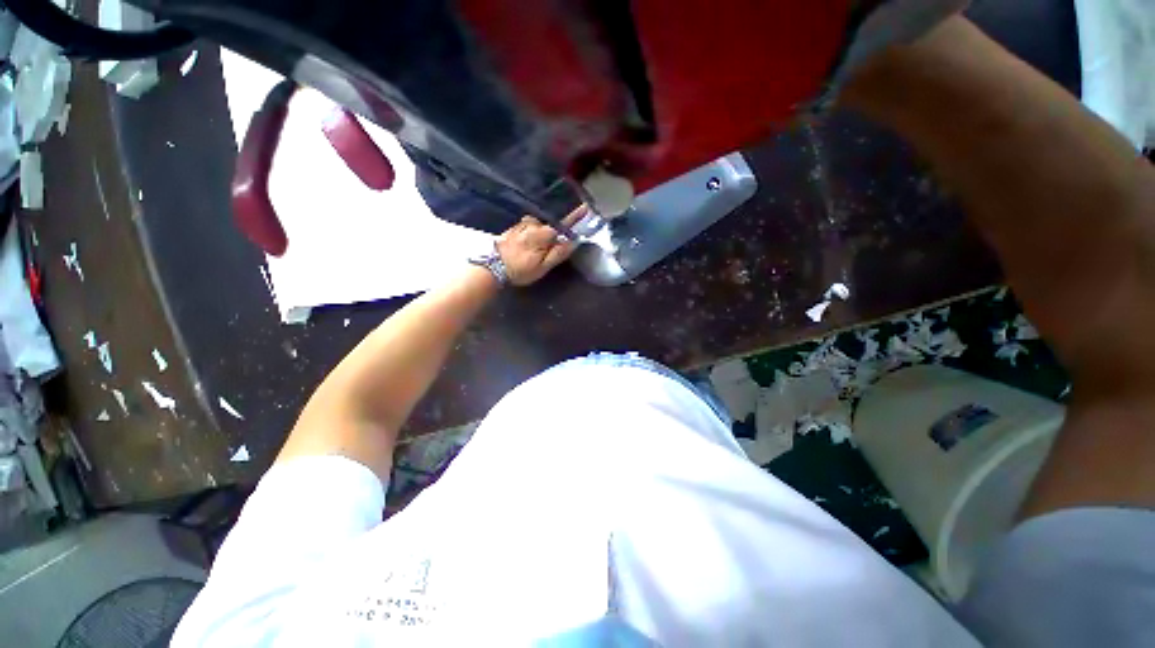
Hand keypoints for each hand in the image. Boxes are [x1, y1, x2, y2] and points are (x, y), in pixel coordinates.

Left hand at [495, 206, 585, 285]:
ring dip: (545, 229)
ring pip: (540, 223)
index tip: (586, 208)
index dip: (575, 216)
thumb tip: (573, 242)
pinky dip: (536, 228)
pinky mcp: (514, 227)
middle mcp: (532, 223)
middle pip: (551, 222)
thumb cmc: (519, 270)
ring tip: (542, 244)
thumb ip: (558, 253)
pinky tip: (532, 241)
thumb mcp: (542, 267)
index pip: (562, 223)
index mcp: (541, 233)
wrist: (491, 268)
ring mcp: (521, 224)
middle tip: (558, 241)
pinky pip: (531, 224)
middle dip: (559, 227)